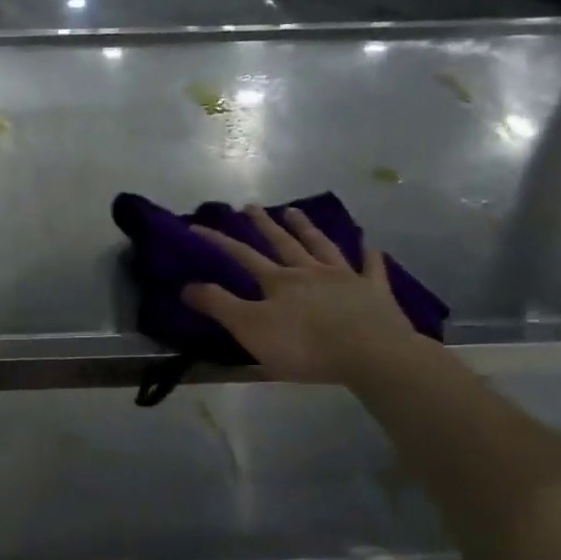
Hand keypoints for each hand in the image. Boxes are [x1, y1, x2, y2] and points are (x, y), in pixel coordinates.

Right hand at [183, 205, 419, 385]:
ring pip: (322, 246)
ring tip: (294, 211)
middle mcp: (309, 272)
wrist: (369, 353)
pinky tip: (370, 246)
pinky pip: (372, 269)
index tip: (197, 227)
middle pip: (283, 243)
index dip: (218, 241)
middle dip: (264, 225)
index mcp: (278, 282)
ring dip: (307, 228)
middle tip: (251, 206)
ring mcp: (345, 279)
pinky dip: (369, 256)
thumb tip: (186, 285)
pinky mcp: (374, 292)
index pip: (242, 256)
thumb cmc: (304, 345)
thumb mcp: (250, 329)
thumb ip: (219, 305)